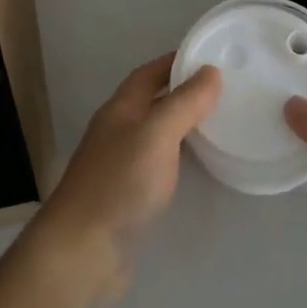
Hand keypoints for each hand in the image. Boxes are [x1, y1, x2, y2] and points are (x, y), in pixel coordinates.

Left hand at [29, 56, 219, 301]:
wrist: (83, 250)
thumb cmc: (120, 184)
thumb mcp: (156, 134)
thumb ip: (184, 103)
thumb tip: (210, 72)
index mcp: (120, 109)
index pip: (148, 74)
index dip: (174, 62)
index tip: (208, 57)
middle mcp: (117, 131)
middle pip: (150, 101)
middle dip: (181, 91)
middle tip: (222, 91)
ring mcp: (119, 164)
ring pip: (154, 133)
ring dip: (181, 124)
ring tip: (217, 122)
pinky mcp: (127, 196)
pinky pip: (157, 163)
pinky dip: (178, 156)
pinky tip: (196, 166)